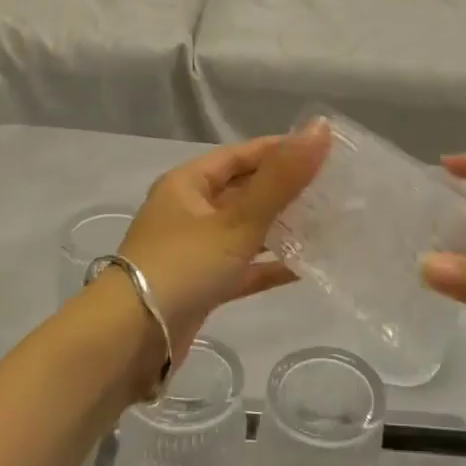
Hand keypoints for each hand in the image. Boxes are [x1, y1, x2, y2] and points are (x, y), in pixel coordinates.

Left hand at [114, 124, 332, 358]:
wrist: (132, 338)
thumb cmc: (183, 265)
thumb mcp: (237, 219)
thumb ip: (282, 178)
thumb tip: (321, 127)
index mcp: (188, 184)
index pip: (241, 155)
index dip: (280, 150)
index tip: (324, 152)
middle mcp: (189, 211)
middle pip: (244, 191)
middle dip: (286, 191)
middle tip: (333, 189)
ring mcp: (194, 250)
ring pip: (245, 230)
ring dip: (281, 228)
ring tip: (326, 224)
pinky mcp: (202, 285)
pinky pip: (242, 267)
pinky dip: (269, 266)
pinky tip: (305, 267)